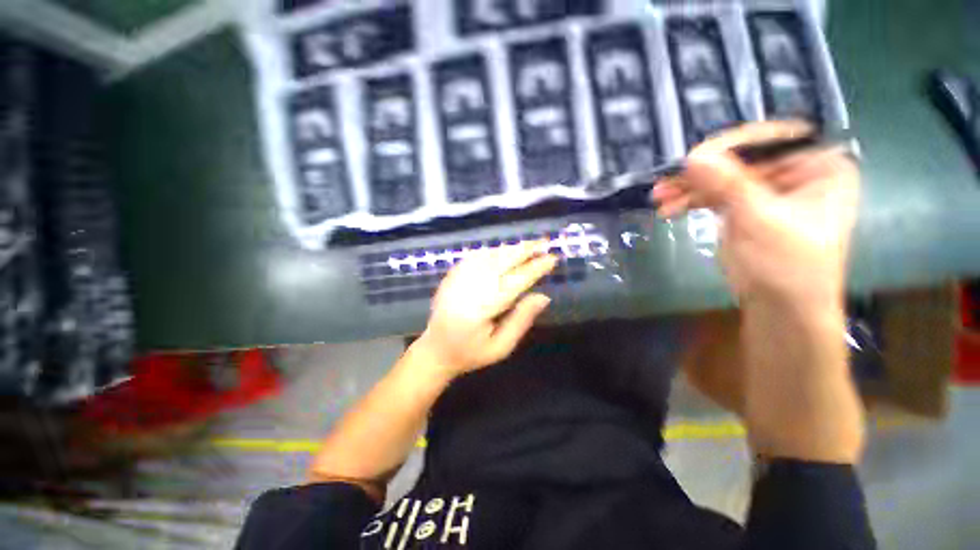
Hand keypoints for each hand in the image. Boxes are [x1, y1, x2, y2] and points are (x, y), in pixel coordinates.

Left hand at [414, 242, 557, 378]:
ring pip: (488, 256)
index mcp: (480, 310)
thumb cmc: (471, 353)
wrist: (435, 350)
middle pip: (499, 262)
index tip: (552, 259)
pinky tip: (504, 250)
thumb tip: (544, 297)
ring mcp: (456, 279)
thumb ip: (521, 320)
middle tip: (544, 243)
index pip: (513, 283)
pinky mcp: (451, 276)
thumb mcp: (501, 347)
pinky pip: (474, 257)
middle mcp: (467, 289)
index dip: (534, 269)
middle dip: (523, 250)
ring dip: (510, 249)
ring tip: (529, 245)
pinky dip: (492, 251)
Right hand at [652, 120, 858, 308]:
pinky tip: (669, 208)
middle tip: (667, 181)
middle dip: (701, 173)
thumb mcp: (761, 221)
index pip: (772, 140)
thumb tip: (693, 157)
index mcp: (818, 166)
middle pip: (740, 160)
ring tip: (659, 197)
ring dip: (688, 188)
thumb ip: (728, 185)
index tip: (694, 158)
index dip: (732, 145)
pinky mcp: (744, 208)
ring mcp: (766, 191)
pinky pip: (713, 196)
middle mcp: (794, 172)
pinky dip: (690, 201)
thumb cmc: (788, 266)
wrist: (780, 308)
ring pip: (721, 179)